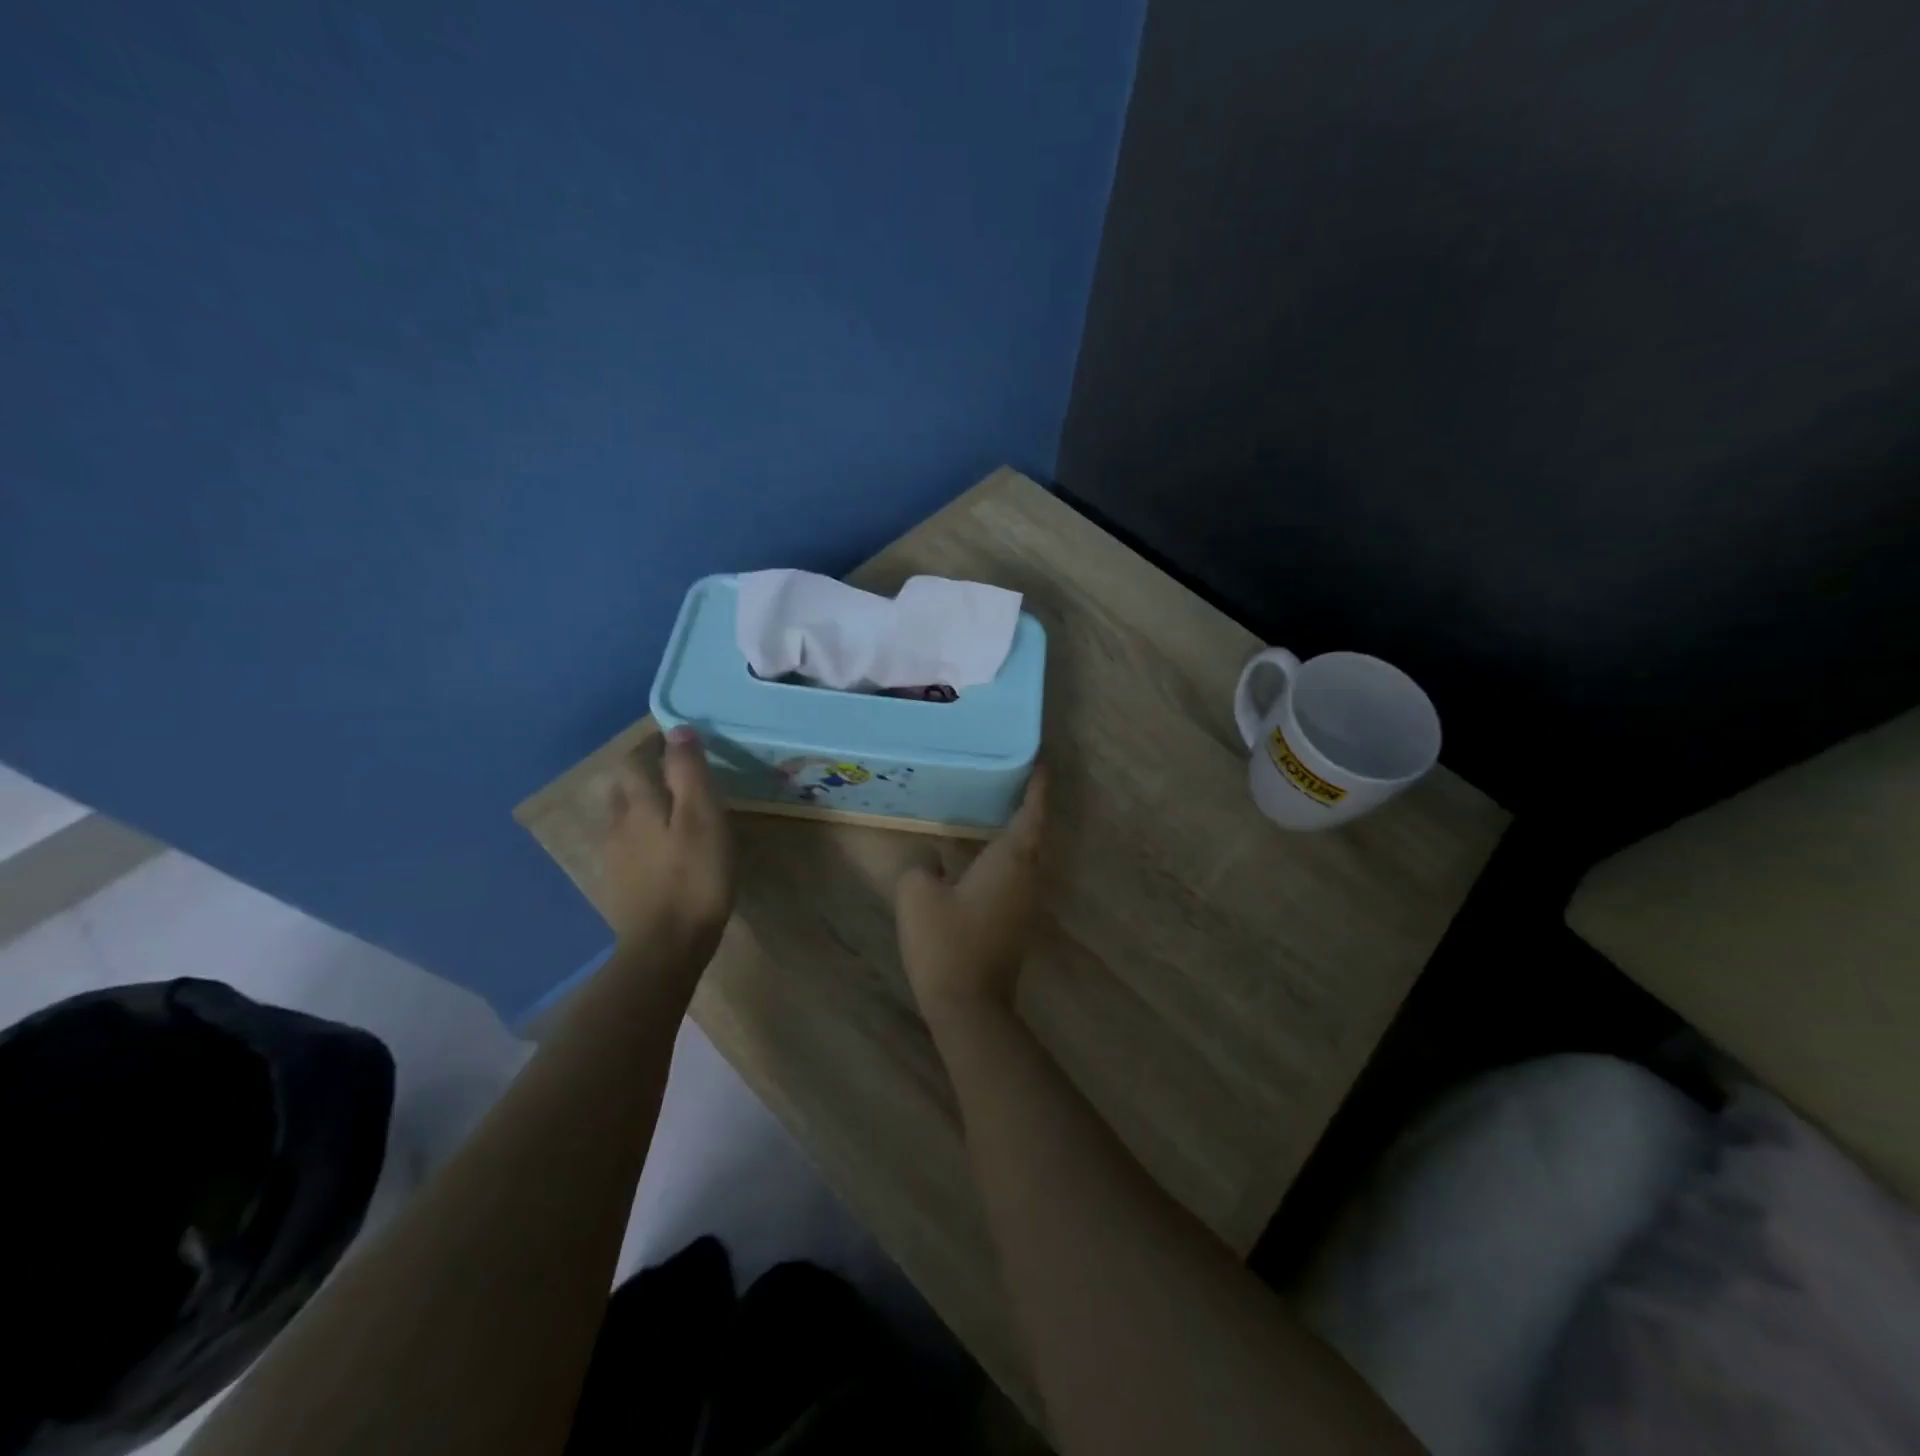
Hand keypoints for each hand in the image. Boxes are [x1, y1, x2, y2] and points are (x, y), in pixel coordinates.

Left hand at [601, 726, 734, 967]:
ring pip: (623, 820)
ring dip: (642, 808)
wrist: (665, 947)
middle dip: (643, 776)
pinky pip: (627, 849)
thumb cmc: (694, 877)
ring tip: (671, 813)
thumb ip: (689, 772)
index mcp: (640, 805)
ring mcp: (615, 859)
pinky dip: (643, 839)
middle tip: (676, 778)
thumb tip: (678, 729)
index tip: (677, 744)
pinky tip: (663, 853)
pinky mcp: (620, 887)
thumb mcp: (702, 817)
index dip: (652, 748)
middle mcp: (619, 825)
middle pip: (623, 789)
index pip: (634, 761)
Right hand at [895, 769, 1047, 1021]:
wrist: (969, 1006)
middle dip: (1029, 807)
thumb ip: (922, 866)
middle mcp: (1028, 877)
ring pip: (1028, 858)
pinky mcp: (1018, 924)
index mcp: (1011, 860)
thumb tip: (931, 859)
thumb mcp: (918, 895)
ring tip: (996, 812)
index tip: (1041, 763)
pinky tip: (984, 859)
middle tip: (1012, 781)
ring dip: (1018, 834)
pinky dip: (1008, 859)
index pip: (1031, 813)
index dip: (1037, 787)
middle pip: (1035, 834)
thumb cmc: (946, 943)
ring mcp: (1027, 903)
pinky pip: (1018, 878)